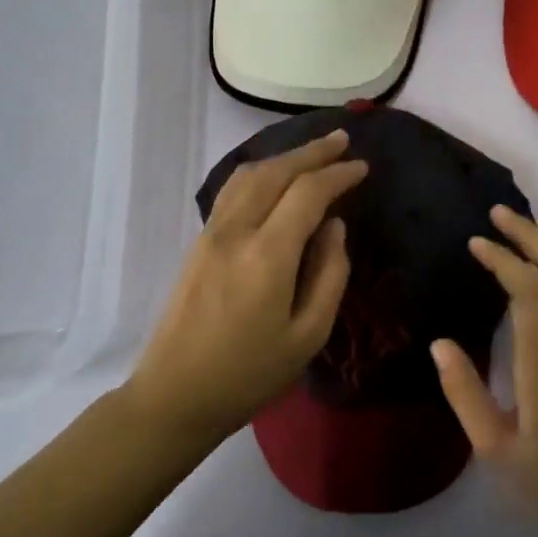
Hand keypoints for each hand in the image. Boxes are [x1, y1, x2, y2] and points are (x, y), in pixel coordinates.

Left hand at [126, 129, 366, 444]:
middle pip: (276, 172)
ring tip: (313, 153)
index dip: (338, 174)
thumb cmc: (249, 374)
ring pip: (249, 175)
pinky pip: (233, 190)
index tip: (362, 168)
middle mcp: (236, 231)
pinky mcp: (199, 242)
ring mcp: (211, 233)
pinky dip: (260, 172)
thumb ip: (330, 275)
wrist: (175, 395)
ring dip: (284, 157)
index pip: (307, 193)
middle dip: (312, 152)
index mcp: (267, 255)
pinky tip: (275, 178)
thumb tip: (334, 226)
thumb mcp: (308, 336)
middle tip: (342, 141)